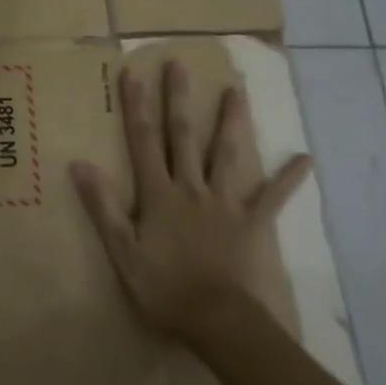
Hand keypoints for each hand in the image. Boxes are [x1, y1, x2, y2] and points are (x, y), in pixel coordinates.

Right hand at [71, 58, 311, 345]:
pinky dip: (289, 178)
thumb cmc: (164, 288)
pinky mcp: (253, 222)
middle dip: (178, 98)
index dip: (136, 106)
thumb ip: (102, 206)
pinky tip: (305, 159)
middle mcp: (192, 187)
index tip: (132, 73)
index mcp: (159, 193)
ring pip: (227, 154)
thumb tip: (80, 163)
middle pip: (183, 136)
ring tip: (236, 91)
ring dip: (230, 121)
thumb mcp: (122, 250)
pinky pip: (273, 197)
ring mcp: (226, 202)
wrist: (218, 320)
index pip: (143, 141)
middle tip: (179, 64)